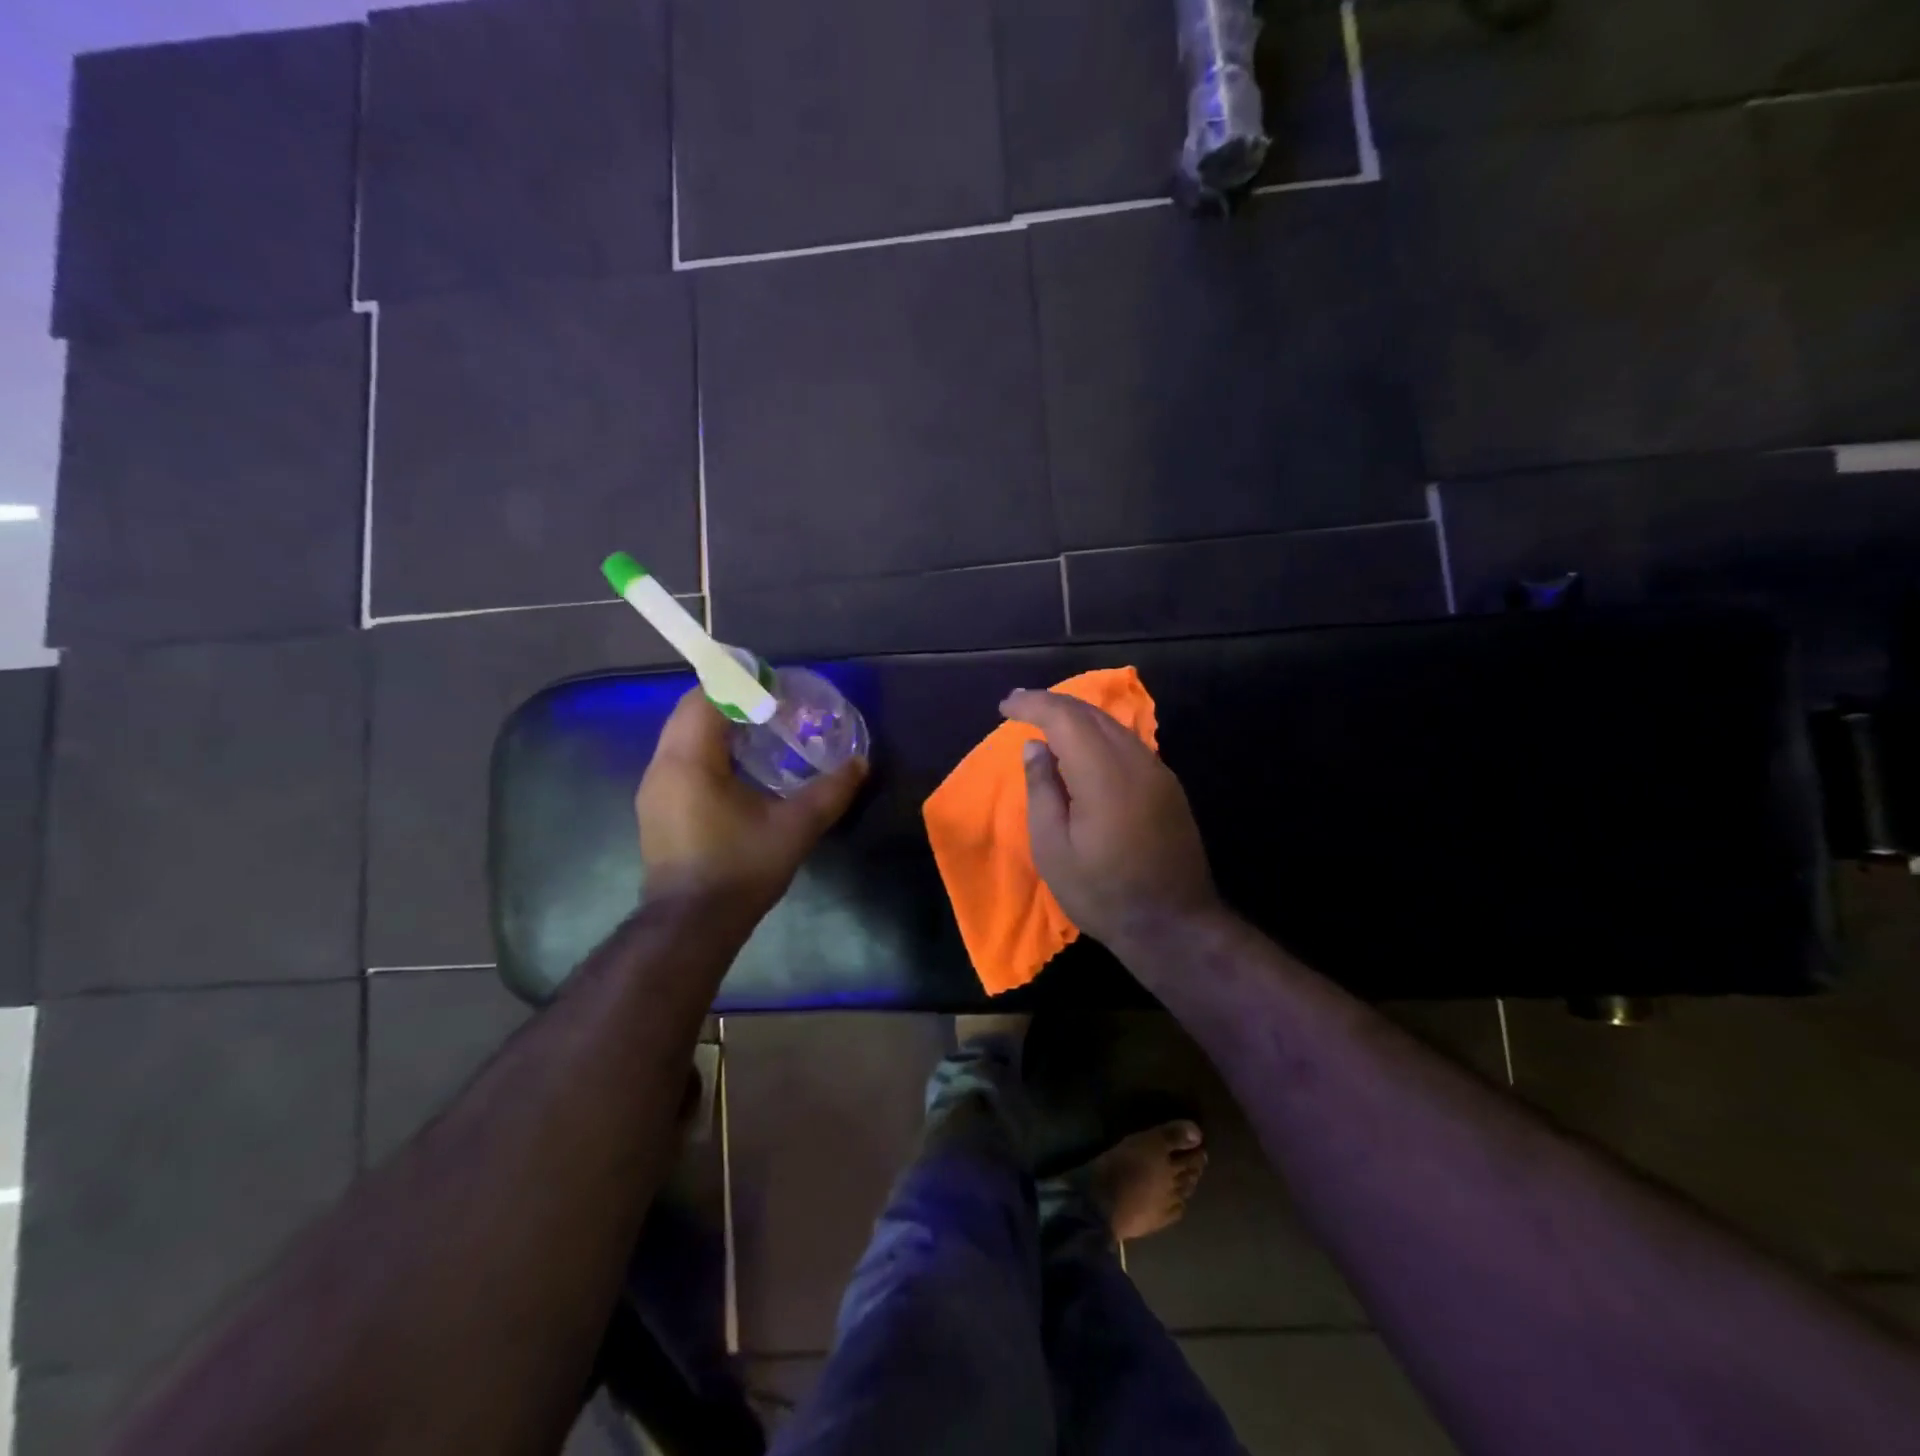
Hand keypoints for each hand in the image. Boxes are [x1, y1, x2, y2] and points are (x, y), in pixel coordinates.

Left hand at [636, 690, 866, 919]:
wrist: (691, 926)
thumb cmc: (740, 869)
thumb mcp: (795, 827)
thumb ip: (830, 791)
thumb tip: (860, 763)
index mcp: (690, 760)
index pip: (706, 697)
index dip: (738, 683)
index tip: (773, 686)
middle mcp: (663, 766)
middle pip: (690, 711)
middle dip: (729, 702)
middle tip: (772, 708)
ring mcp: (654, 789)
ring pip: (682, 737)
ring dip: (716, 727)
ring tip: (760, 734)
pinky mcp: (656, 809)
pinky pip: (680, 760)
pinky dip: (707, 751)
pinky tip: (739, 771)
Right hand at [1000, 689, 1220, 955]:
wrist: (1174, 925)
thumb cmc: (1102, 892)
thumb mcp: (1053, 848)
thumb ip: (1042, 789)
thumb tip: (1035, 746)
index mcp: (1103, 774)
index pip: (1065, 717)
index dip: (1033, 704)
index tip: (1005, 705)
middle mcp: (1135, 761)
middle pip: (1091, 713)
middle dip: (1053, 704)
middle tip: (1019, 706)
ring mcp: (1157, 771)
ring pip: (1113, 726)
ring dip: (1077, 717)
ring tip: (1046, 723)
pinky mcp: (1167, 786)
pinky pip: (1127, 744)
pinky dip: (1098, 735)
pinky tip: (1082, 749)